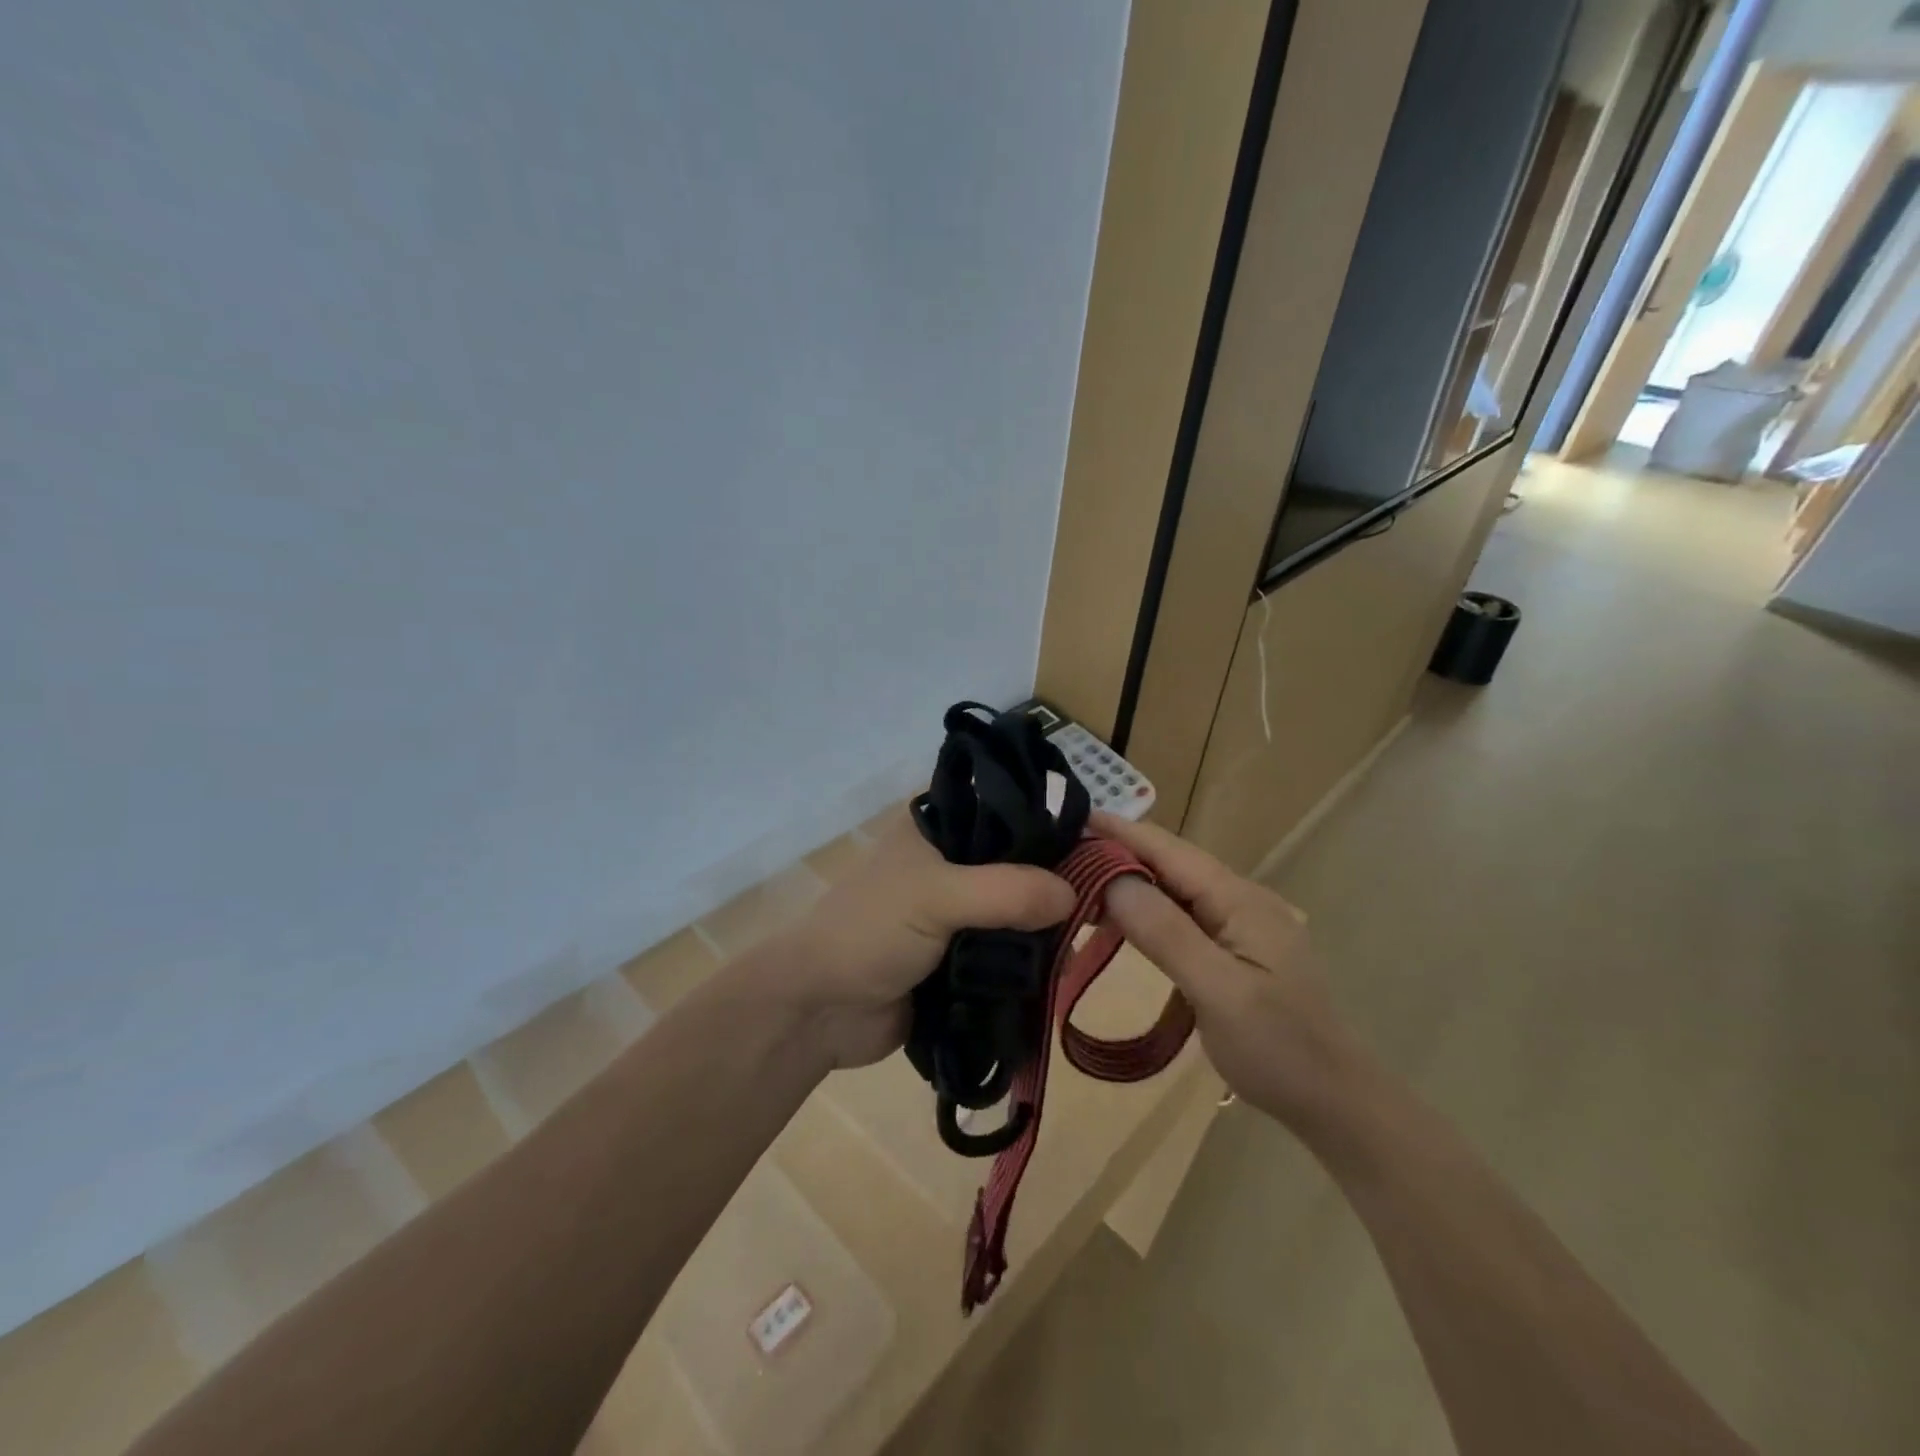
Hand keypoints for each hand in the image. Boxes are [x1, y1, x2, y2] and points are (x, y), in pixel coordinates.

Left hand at [777, 808, 1076, 1069]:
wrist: (818, 1011)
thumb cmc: (869, 932)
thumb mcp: (935, 897)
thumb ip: (1006, 891)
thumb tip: (1075, 895)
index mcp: (939, 829)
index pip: (1007, 810)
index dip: (1051, 824)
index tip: (1100, 844)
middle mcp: (952, 864)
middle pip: (1020, 864)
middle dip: (1056, 883)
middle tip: (1106, 900)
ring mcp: (958, 915)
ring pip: (1018, 912)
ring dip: (1047, 928)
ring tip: (1094, 937)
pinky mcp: (963, 960)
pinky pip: (1009, 954)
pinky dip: (1032, 962)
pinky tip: (1066, 967)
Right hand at [1091, 811, 1362, 1131]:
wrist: (1333, 1102)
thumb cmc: (1278, 1048)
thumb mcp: (1219, 991)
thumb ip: (1166, 933)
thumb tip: (1112, 880)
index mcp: (1239, 898)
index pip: (1169, 850)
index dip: (1119, 832)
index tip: (1068, 819)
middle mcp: (1238, 899)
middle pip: (1168, 864)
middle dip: (1115, 855)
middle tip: (1058, 856)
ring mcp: (1236, 924)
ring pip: (1171, 890)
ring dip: (1126, 884)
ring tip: (1075, 883)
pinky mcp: (1230, 949)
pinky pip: (1178, 917)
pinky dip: (1143, 913)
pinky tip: (1116, 920)